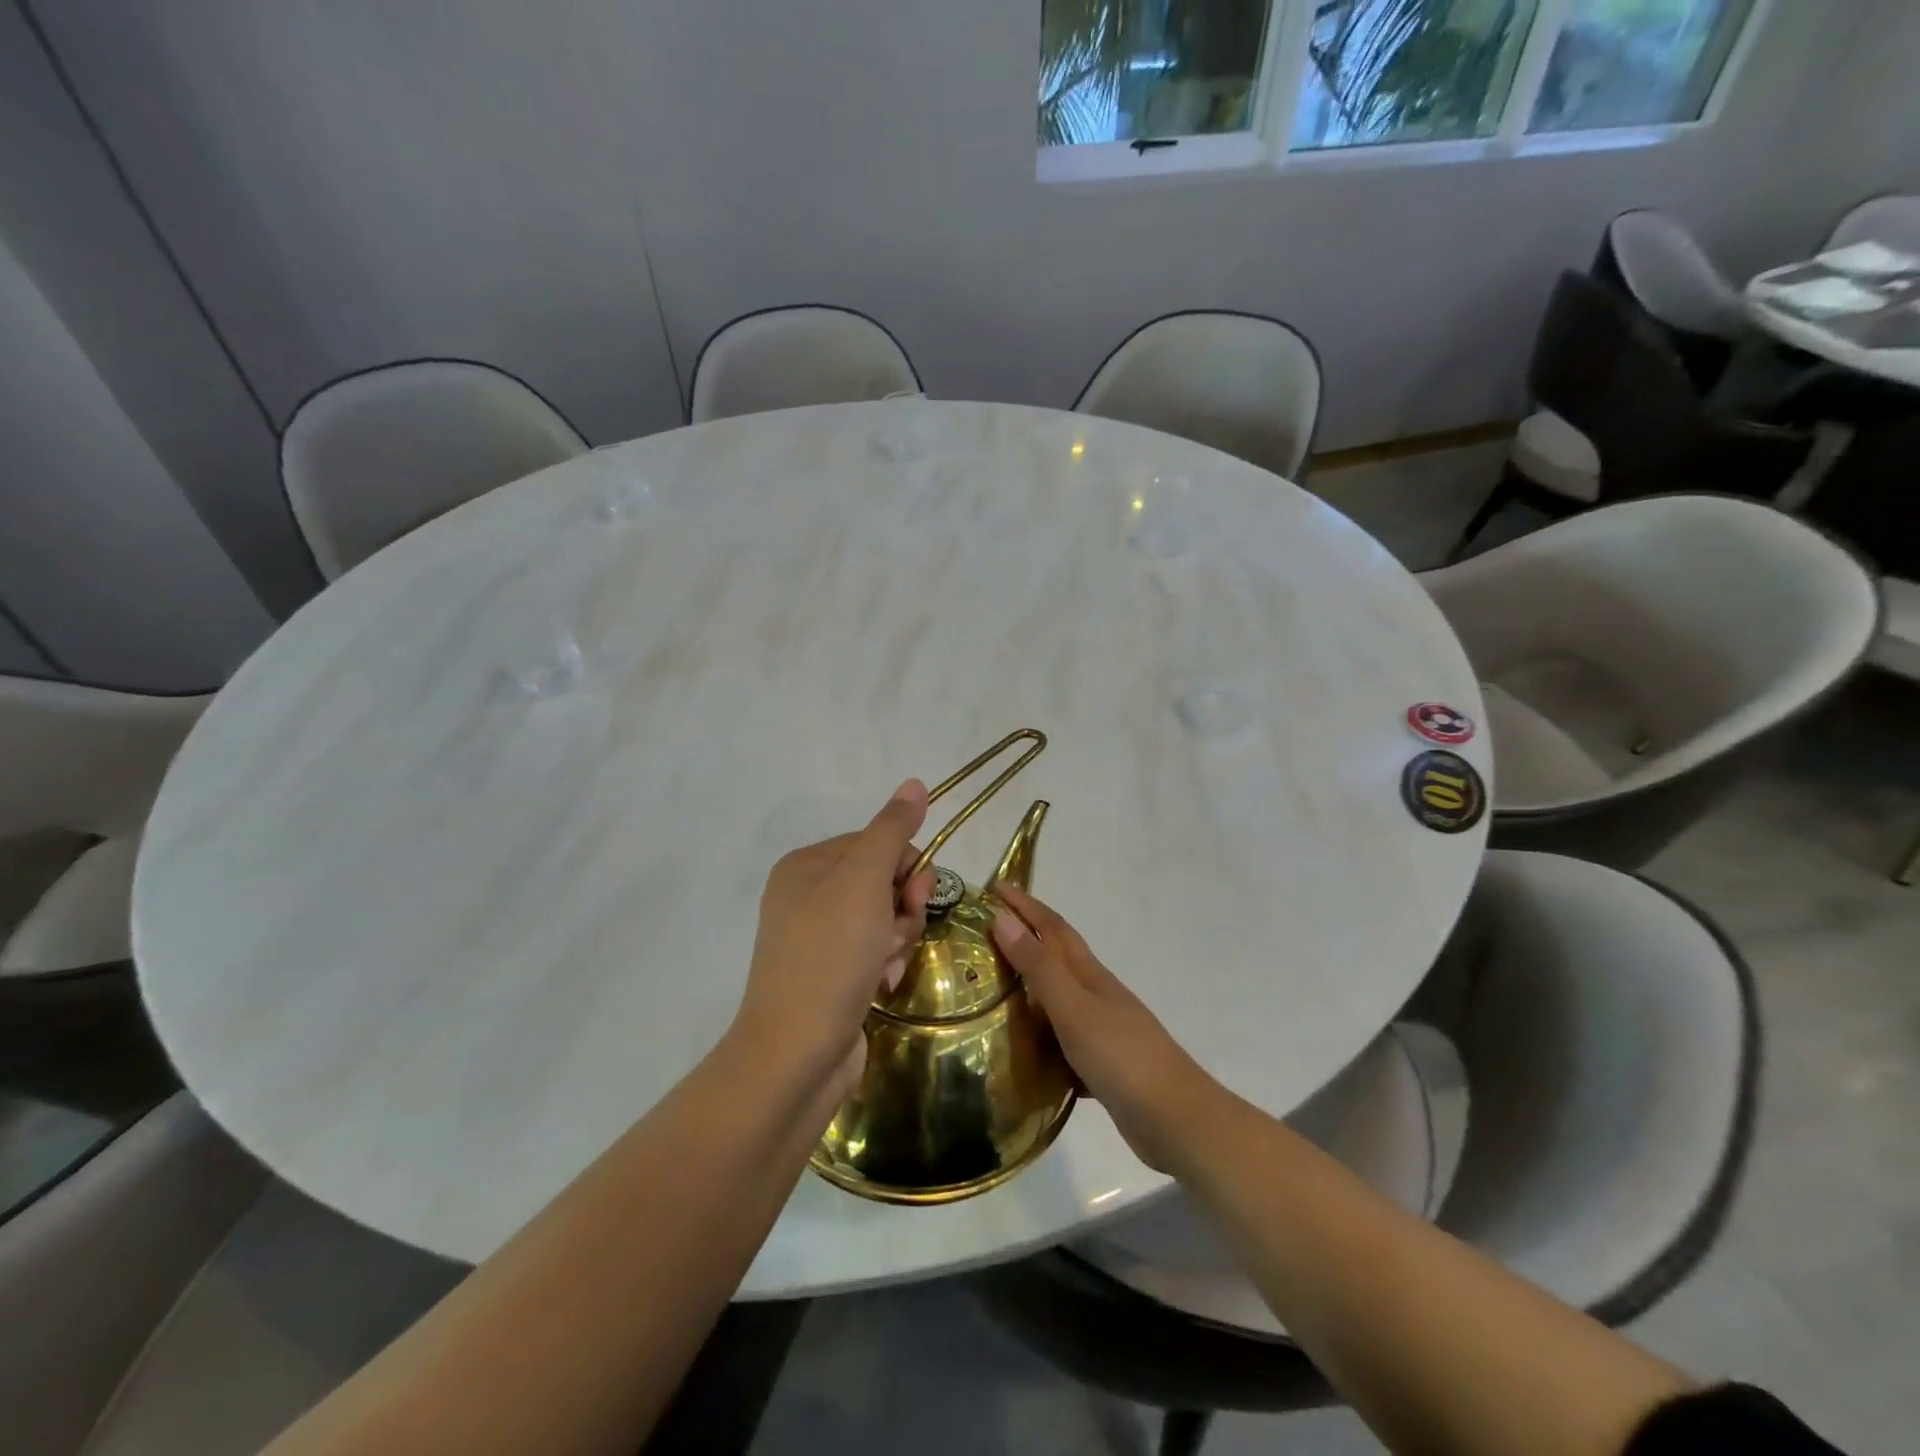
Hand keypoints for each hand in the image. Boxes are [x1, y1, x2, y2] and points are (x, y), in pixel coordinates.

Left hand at [731, 781, 935, 1104]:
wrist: (796, 1054)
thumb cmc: (830, 956)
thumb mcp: (864, 881)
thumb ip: (892, 830)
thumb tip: (915, 783)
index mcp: (807, 864)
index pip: (877, 842)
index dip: (906, 867)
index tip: (914, 895)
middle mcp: (807, 895)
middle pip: (883, 880)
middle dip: (902, 907)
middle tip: (898, 932)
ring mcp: (817, 938)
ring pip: (884, 918)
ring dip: (897, 939)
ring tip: (885, 967)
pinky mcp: (830, 974)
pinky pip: (874, 952)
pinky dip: (885, 965)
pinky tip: (880, 985)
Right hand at [991, 883, 1222, 1173]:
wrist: (1177, 1120)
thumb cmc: (1122, 1057)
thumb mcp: (1073, 1008)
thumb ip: (1038, 967)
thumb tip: (1003, 918)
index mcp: (1090, 975)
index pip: (1053, 928)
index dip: (1026, 906)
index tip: (995, 887)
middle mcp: (1096, 994)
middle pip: (1057, 956)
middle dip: (1025, 936)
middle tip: (985, 932)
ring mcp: (1103, 1029)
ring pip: (1058, 997)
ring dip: (1030, 985)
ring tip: (991, 987)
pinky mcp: (1102, 1063)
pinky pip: (1062, 1037)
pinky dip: (1041, 1033)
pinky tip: (1022, 1048)